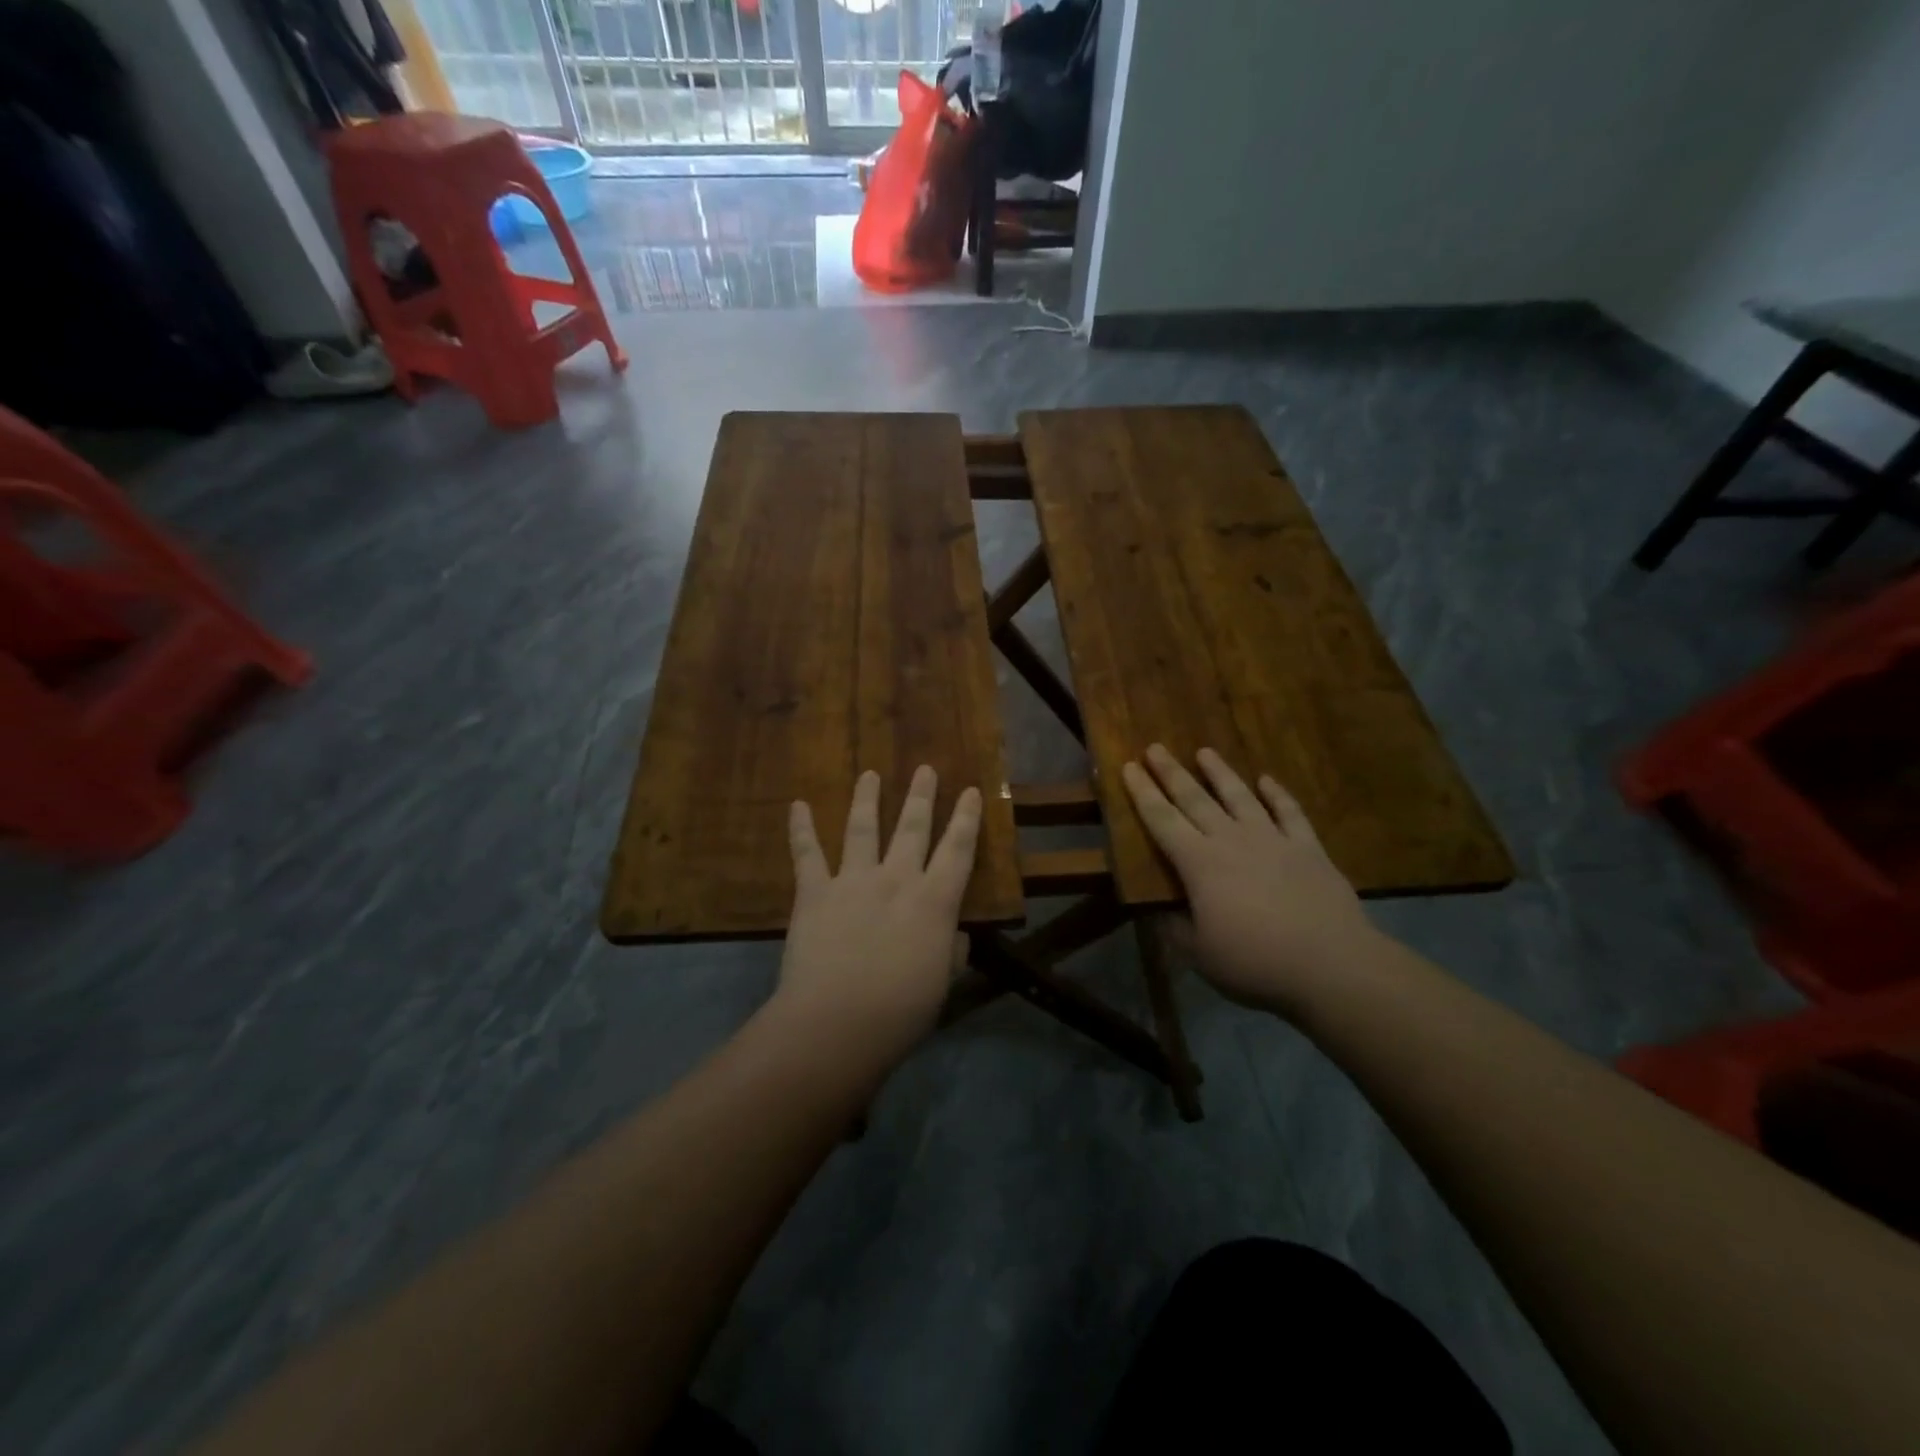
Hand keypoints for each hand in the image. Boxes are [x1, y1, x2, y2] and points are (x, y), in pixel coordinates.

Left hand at [774, 766, 981, 1066]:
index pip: (958, 850)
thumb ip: (950, 953)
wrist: (837, 1022)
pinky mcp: (815, 892)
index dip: (965, 819)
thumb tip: (955, 936)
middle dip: (920, 796)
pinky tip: (797, 805)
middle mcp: (897, 880)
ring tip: (869, 774)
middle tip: (924, 769)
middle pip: (912, 828)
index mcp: (934, 902)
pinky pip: (807, 854)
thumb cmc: (900, 1011)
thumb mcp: (941, 983)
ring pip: (862, 829)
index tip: (970, 790)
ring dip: (866, 798)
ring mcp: (853, 881)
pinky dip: (801, 829)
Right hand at [1122, 745, 1376, 1015]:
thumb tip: (1158, 910)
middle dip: (1172, 773)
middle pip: (1196, 799)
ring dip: (1220, 773)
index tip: (1129, 766)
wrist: (1332, 966)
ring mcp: (1273, 840)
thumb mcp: (1199, 954)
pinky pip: (1290, 813)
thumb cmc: (1255, 963)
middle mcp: (1232, 841)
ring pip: (1240, 797)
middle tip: (1156, 747)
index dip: (1143, 793)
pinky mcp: (1308, 849)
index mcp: (1199, 864)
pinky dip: (1278, 794)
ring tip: (1205, 751)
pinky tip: (1268, 780)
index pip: (1162, 820)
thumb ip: (1175, 928)